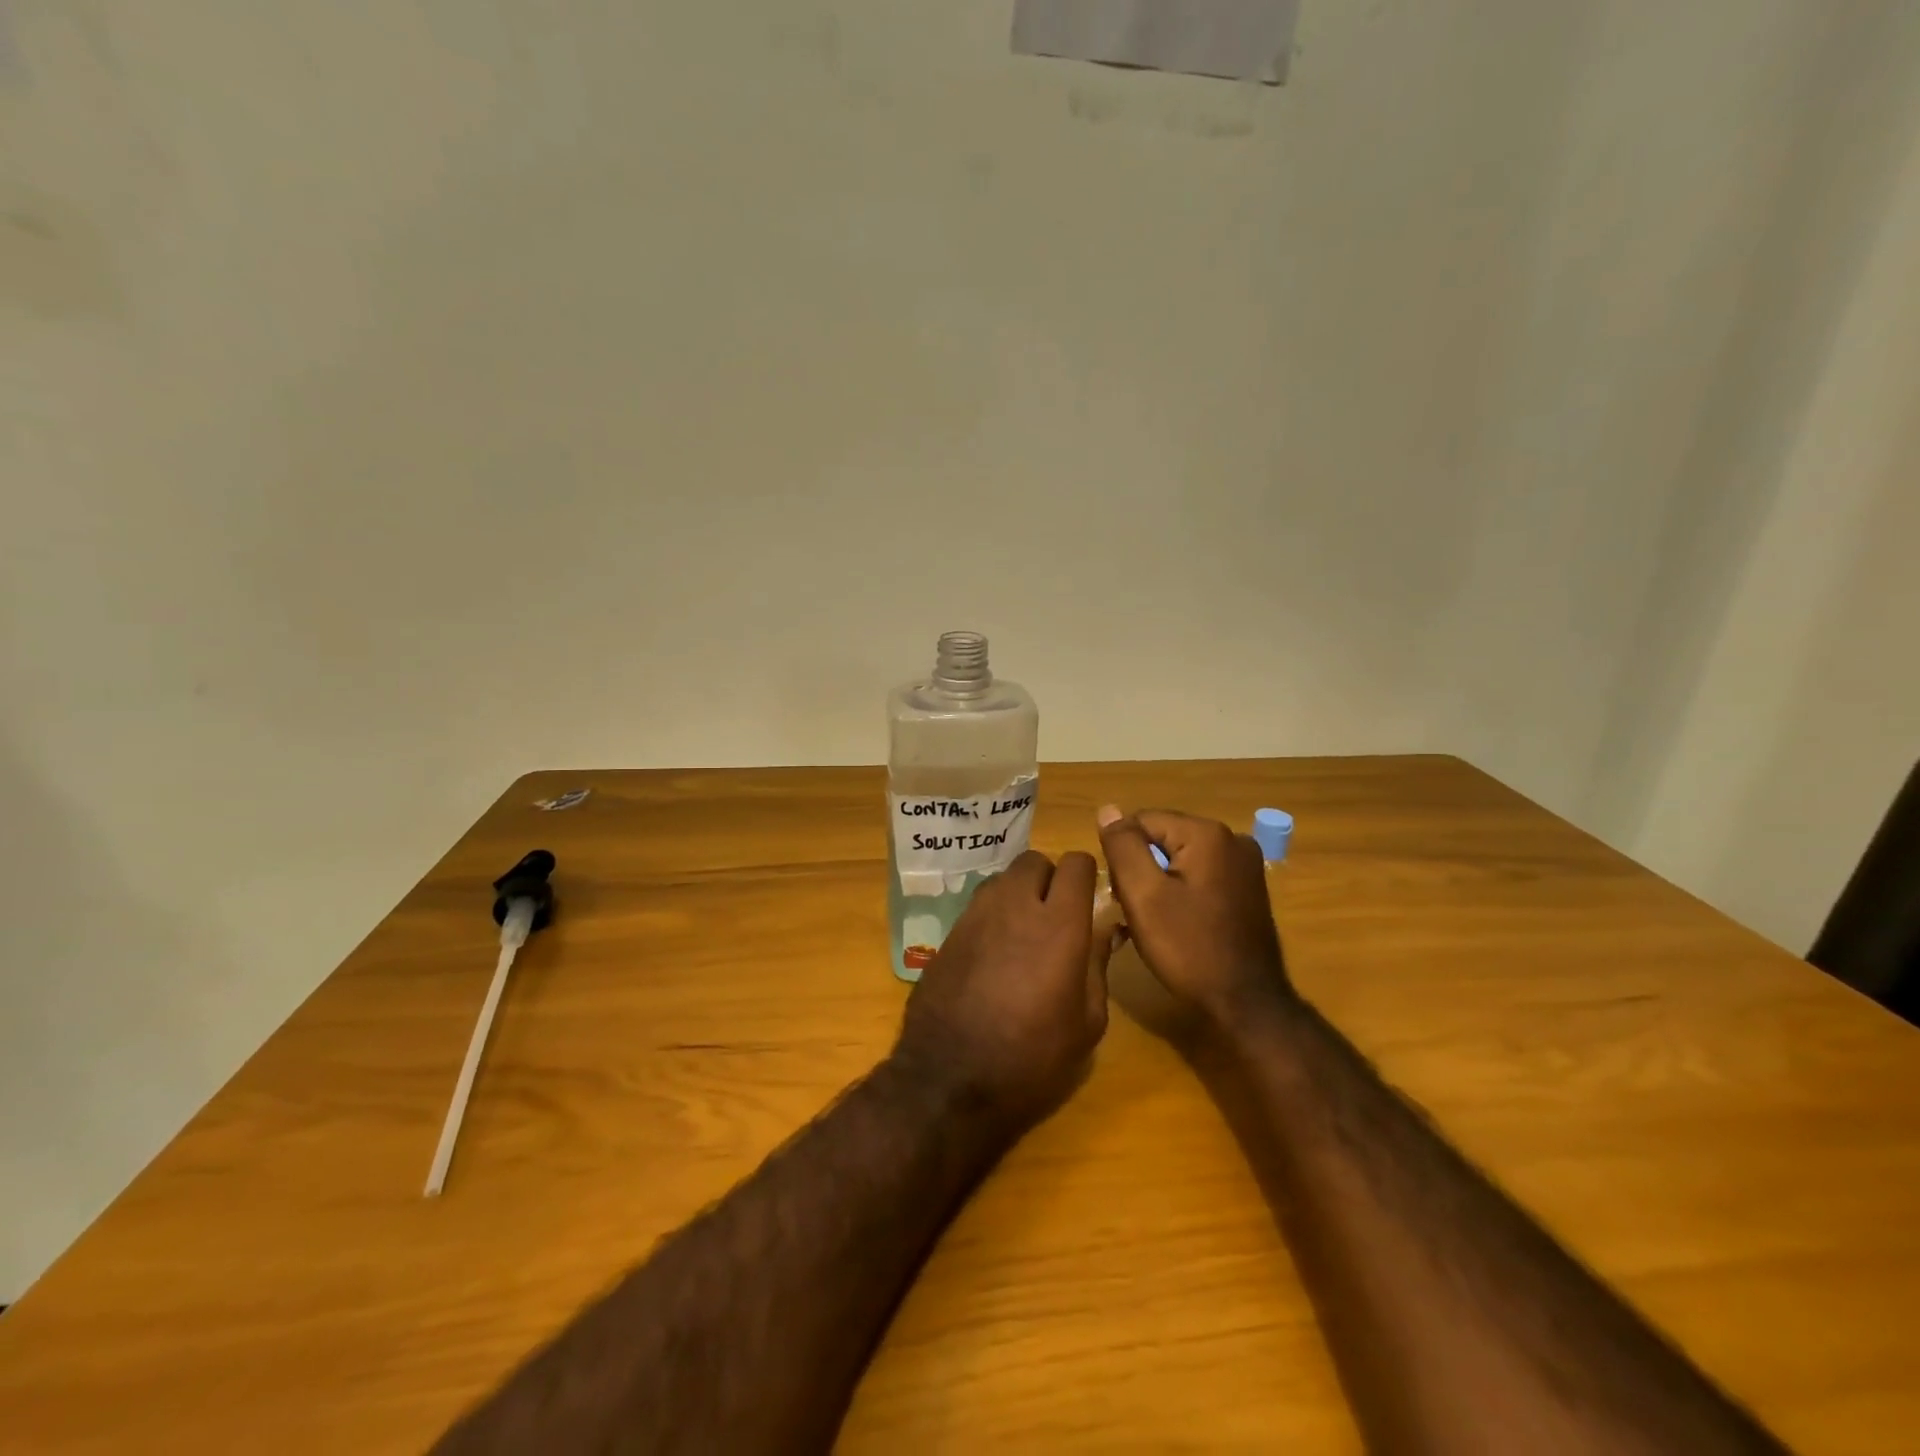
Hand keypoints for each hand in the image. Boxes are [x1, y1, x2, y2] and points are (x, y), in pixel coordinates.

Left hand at [895, 850, 1111, 1129]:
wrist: (949, 1080)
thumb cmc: (1032, 1058)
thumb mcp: (1086, 1023)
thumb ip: (1098, 965)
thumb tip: (1106, 929)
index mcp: (1058, 924)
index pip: (1075, 863)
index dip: (1086, 876)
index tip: (1089, 900)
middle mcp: (1014, 906)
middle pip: (1034, 861)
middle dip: (1049, 879)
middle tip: (1056, 915)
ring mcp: (975, 916)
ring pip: (1003, 879)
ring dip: (1018, 894)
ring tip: (1024, 933)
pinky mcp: (948, 933)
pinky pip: (978, 906)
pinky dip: (993, 916)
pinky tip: (994, 954)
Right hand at [1096, 806, 1292, 1026]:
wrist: (1247, 1004)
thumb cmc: (1189, 948)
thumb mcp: (1143, 896)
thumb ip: (1123, 847)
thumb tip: (1108, 809)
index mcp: (1208, 833)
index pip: (1142, 822)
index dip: (1123, 856)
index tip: (1123, 895)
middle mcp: (1232, 838)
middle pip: (1162, 837)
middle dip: (1141, 869)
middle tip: (1136, 912)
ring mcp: (1245, 864)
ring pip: (1179, 858)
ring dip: (1158, 883)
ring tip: (1155, 922)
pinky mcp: (1247, 888)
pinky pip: (1199, 875)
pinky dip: (1180, 892)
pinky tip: (1176, 923)